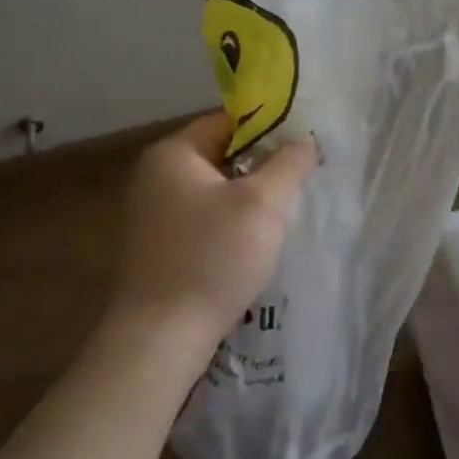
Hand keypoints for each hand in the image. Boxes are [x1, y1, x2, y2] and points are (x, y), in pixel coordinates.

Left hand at [109, 113, 317, 365]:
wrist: (161, 336)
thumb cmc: (212, 257)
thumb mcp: (263, 203)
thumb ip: (289, 164)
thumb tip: (306, 141)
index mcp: (172, 154)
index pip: (228, 122)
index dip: (270, 129)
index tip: (303, 147)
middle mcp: (155, 177)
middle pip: (222, 156)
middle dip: (263, 167)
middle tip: (301, 180)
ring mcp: (153, 215)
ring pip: (216, 192)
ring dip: (250, 199)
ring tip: (286, 213)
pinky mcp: (159, 248)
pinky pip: (205, 221)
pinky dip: (232, 225)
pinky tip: (256, 244)